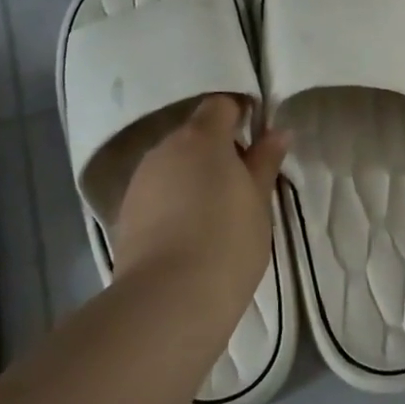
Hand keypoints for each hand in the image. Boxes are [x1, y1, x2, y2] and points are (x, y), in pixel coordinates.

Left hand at [109, 96, 288, 322]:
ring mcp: (141, 181)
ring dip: (195, 176)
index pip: (221, 105)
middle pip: (195, 135)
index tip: (259, 138)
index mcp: (201, 138)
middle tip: (245, 182)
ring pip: (174, 165)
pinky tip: (192, 231)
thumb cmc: (228, 240)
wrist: (170, 298)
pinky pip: (158, 193)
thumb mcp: (259, 200)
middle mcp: (164, 150)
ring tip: (219, 211)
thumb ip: (265, 160)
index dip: (241, 114)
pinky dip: (176, 201)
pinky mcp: (127, 213)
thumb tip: (277, 131)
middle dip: (218, 150)